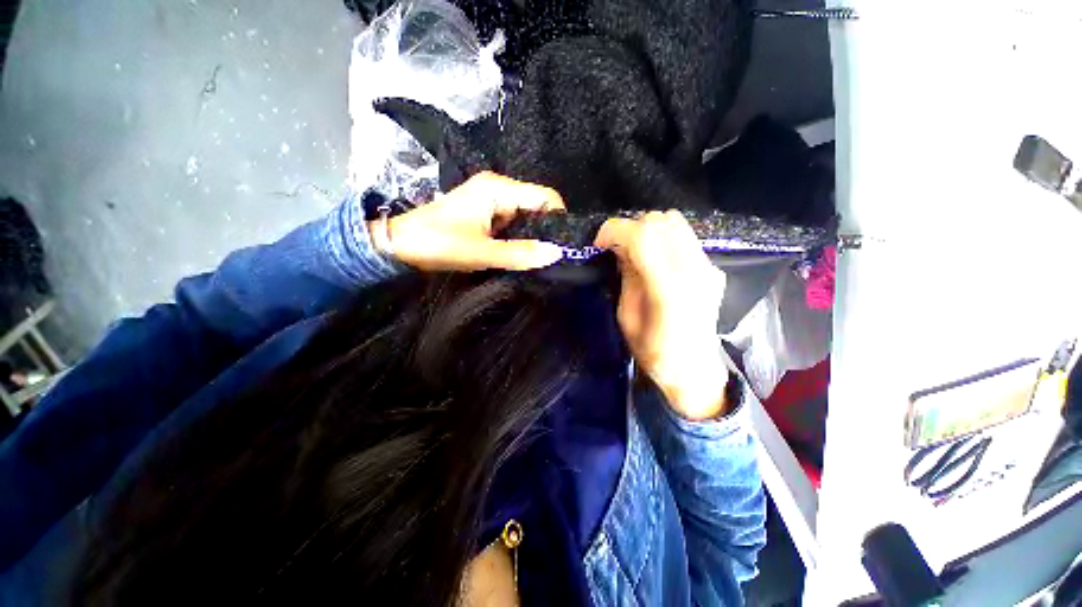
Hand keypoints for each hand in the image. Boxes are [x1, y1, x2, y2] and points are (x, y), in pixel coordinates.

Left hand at [371, 172, 565, 271]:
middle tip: (549, 256)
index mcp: (498, 189)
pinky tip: (519, 253)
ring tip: (534, 257)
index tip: (562, 245)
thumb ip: (521, 254)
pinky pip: (513, 223)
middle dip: (546, 230)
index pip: (545, 196)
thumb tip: (557, 253)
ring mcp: (491, 201)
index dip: (559, 218)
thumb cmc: (438, 244)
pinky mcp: (485, 213)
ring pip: (525, 216)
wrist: (399, 245)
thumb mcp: (482, 252)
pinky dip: (519, 238)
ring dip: (532, 236)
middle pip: (537, 205)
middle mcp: (498, 189)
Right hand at [595, 211, 729, 420]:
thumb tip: (620, 248)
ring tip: (633, 249)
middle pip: (660, 221)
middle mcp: (694, 270)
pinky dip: (662, 237)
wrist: (694, 370)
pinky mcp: (712, 267)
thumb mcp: (626, 317)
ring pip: (674, 221)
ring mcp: (708, 267)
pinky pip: (683, 236)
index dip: (614, 230)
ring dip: (647, 229)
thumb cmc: (654, 353)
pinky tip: (653, 258)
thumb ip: (627, 277)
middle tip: (615, 248)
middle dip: (629, 228)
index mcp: (670, 288)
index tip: (599, 243)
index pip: (643, 236)